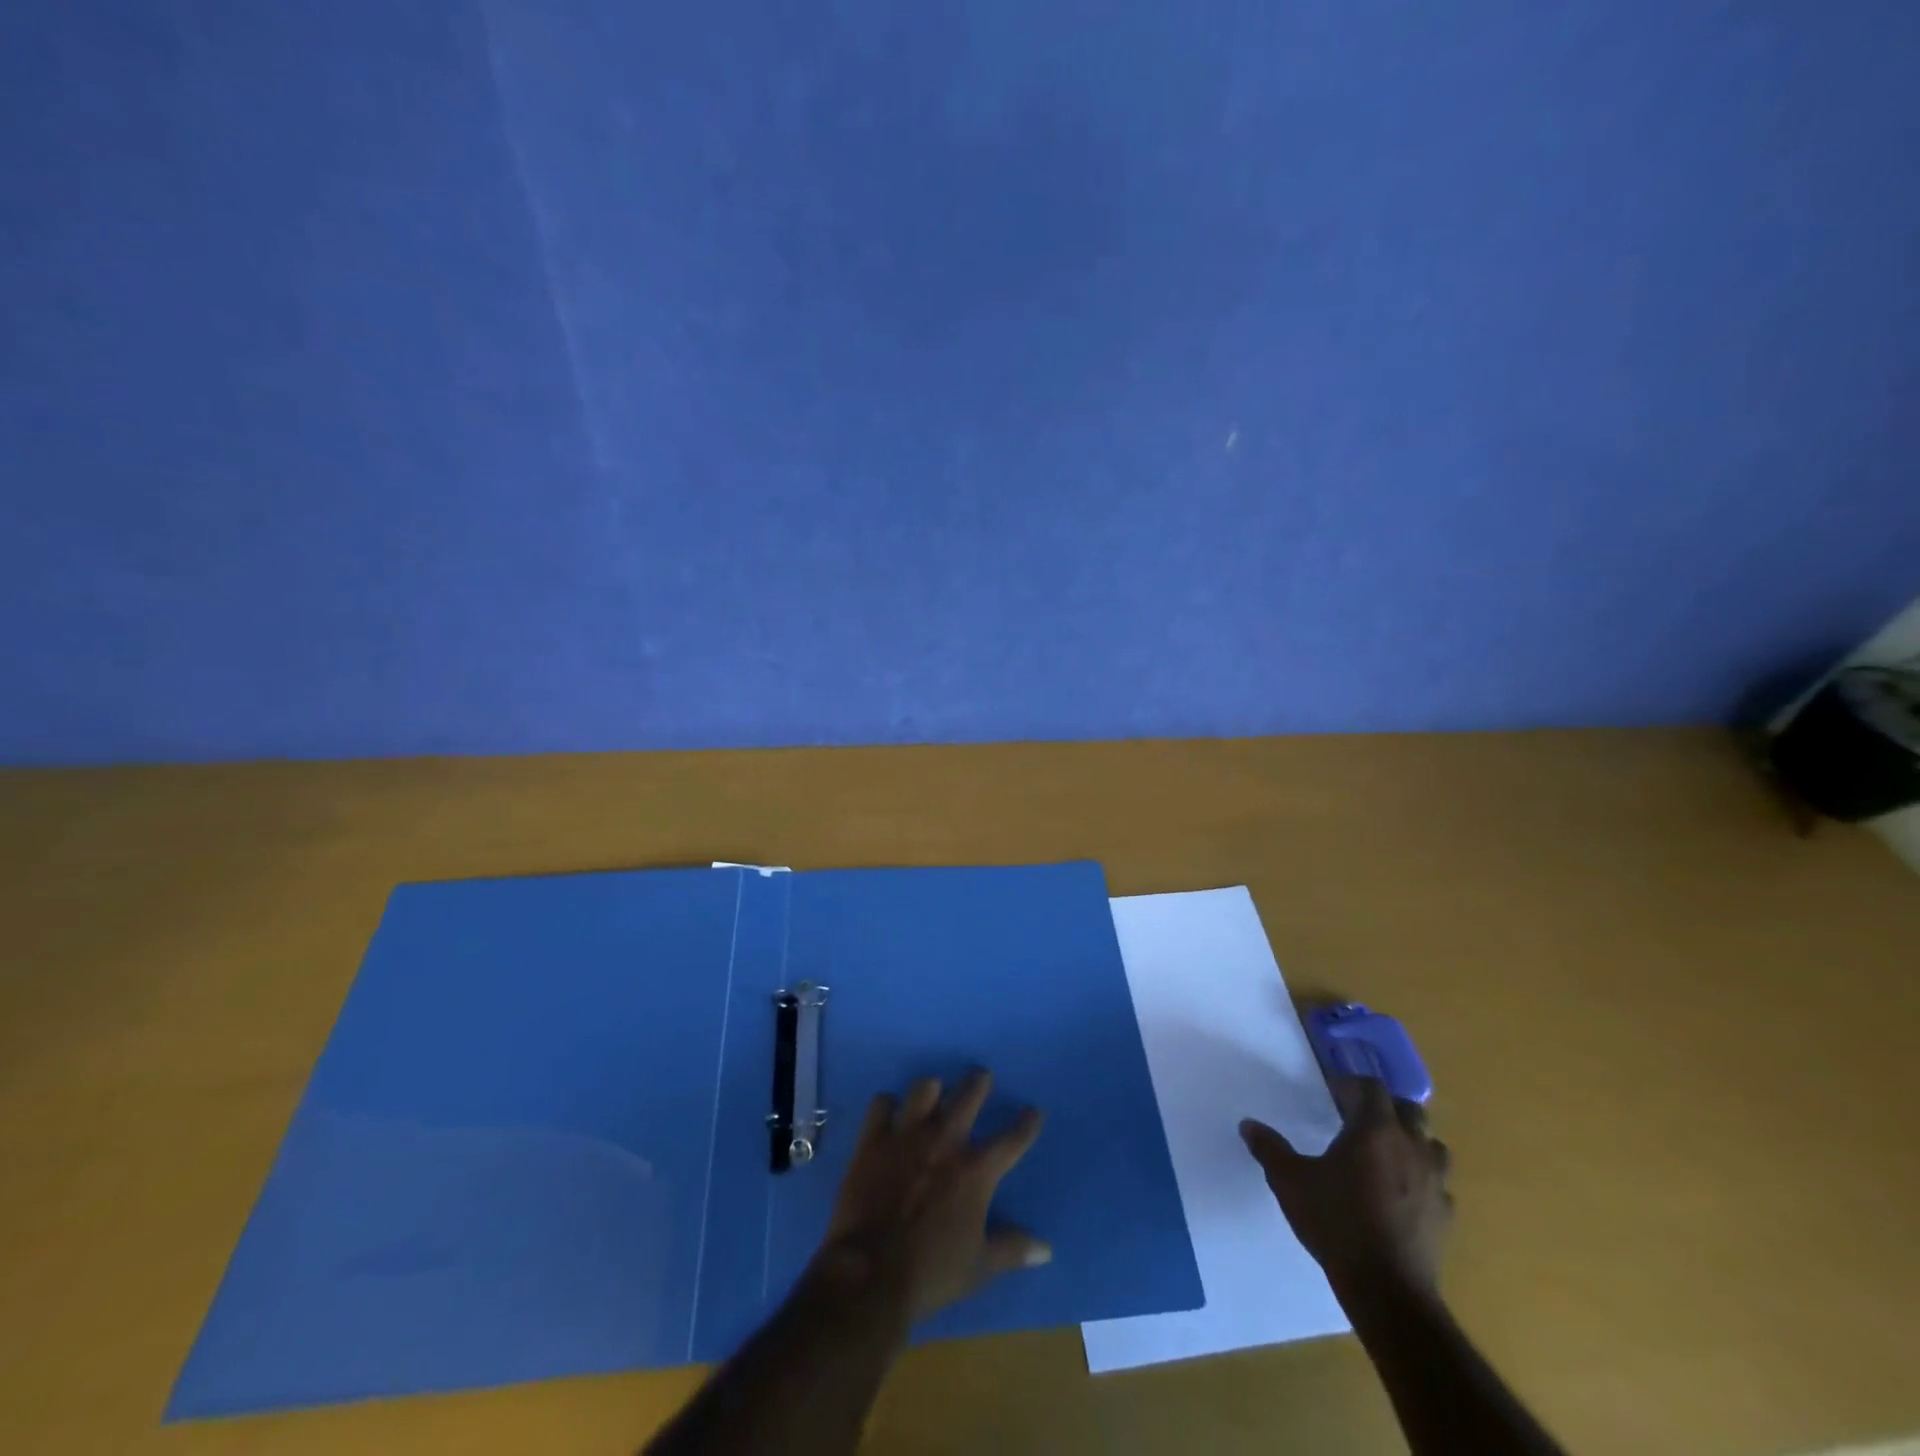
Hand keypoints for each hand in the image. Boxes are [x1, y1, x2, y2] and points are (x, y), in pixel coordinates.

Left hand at [814, 1069, 1049, 1325]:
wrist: (870, 1273)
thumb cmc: (931, 1271)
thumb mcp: (979, 1267)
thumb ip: (1012, 1249)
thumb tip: (1046, 1249)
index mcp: (975, 1171)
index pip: (1011, 1140)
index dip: (1026, 1124)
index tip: (1033, 1112)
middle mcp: (945, 1141)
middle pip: (968, 1096)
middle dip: (978, 1082)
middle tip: (981, 1076)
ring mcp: (907, 1135)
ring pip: (924, 1089)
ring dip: (932, 1089)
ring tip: (934, 1090)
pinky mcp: (874, 1139)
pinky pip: (881, 1104)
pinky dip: (887, 1105)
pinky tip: (889, 1112)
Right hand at [1240, 1076, 1451, 1296]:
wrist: (1386, 1288)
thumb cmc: (1336, 1222)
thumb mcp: (1290, 1181)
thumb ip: (1269, 1148)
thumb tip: (1248, 1125)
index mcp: (1374, 1129)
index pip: (1371, 1087)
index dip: (1351, 1085)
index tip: (1331, 1094)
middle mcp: (1410, 1147)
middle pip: (1409, 1110)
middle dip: (1385, 1108)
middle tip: (1358, 1119)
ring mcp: (1435, 1182)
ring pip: (1432, 1145)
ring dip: (1411, 1142)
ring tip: (1385, 1155)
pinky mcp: (1446, 1216)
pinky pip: (1439, 1185)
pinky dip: (1422, 1180)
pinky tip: (1401, 1196)